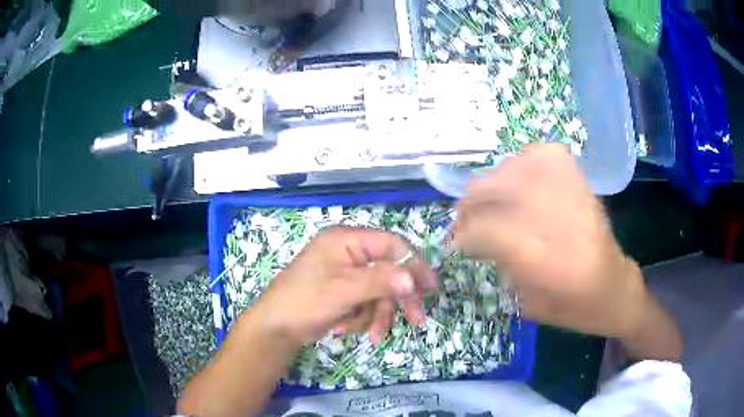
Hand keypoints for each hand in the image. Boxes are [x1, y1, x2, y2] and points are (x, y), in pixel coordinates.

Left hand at [251, 227, 437, 346]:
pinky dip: (364, 318)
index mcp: (347, 240)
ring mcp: (346, 273)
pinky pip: (367, 302)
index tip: (429, 288)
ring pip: (380, 292)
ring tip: (372, 334)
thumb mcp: (343, 290)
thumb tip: (412, 278)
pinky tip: (348, 329)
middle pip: (389, 271)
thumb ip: (380, 281)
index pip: (392, 244)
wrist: (276, 327)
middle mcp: (349, 252)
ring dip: (377, 314)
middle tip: (416, 320)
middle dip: (398, 299)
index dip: (413, 264)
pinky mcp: (344, 292)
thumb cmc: (304, 301)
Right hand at [453, 144, 644, 338]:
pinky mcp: (581, 182)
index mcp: (544, 259)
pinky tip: (520, 176)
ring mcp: (571, 194)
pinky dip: (525, 159)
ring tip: (489, 197)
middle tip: (464, 218)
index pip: (487, 231)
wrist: (613, 287)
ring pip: (516, 168)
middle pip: (497, 191)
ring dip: (493, 182)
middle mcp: (557, 219)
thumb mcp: (527, 304)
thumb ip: (499, 268)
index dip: (463, 235)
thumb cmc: (571, 307)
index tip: (454, 244)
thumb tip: (475, 240)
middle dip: (471, 204)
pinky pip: (544, 154)